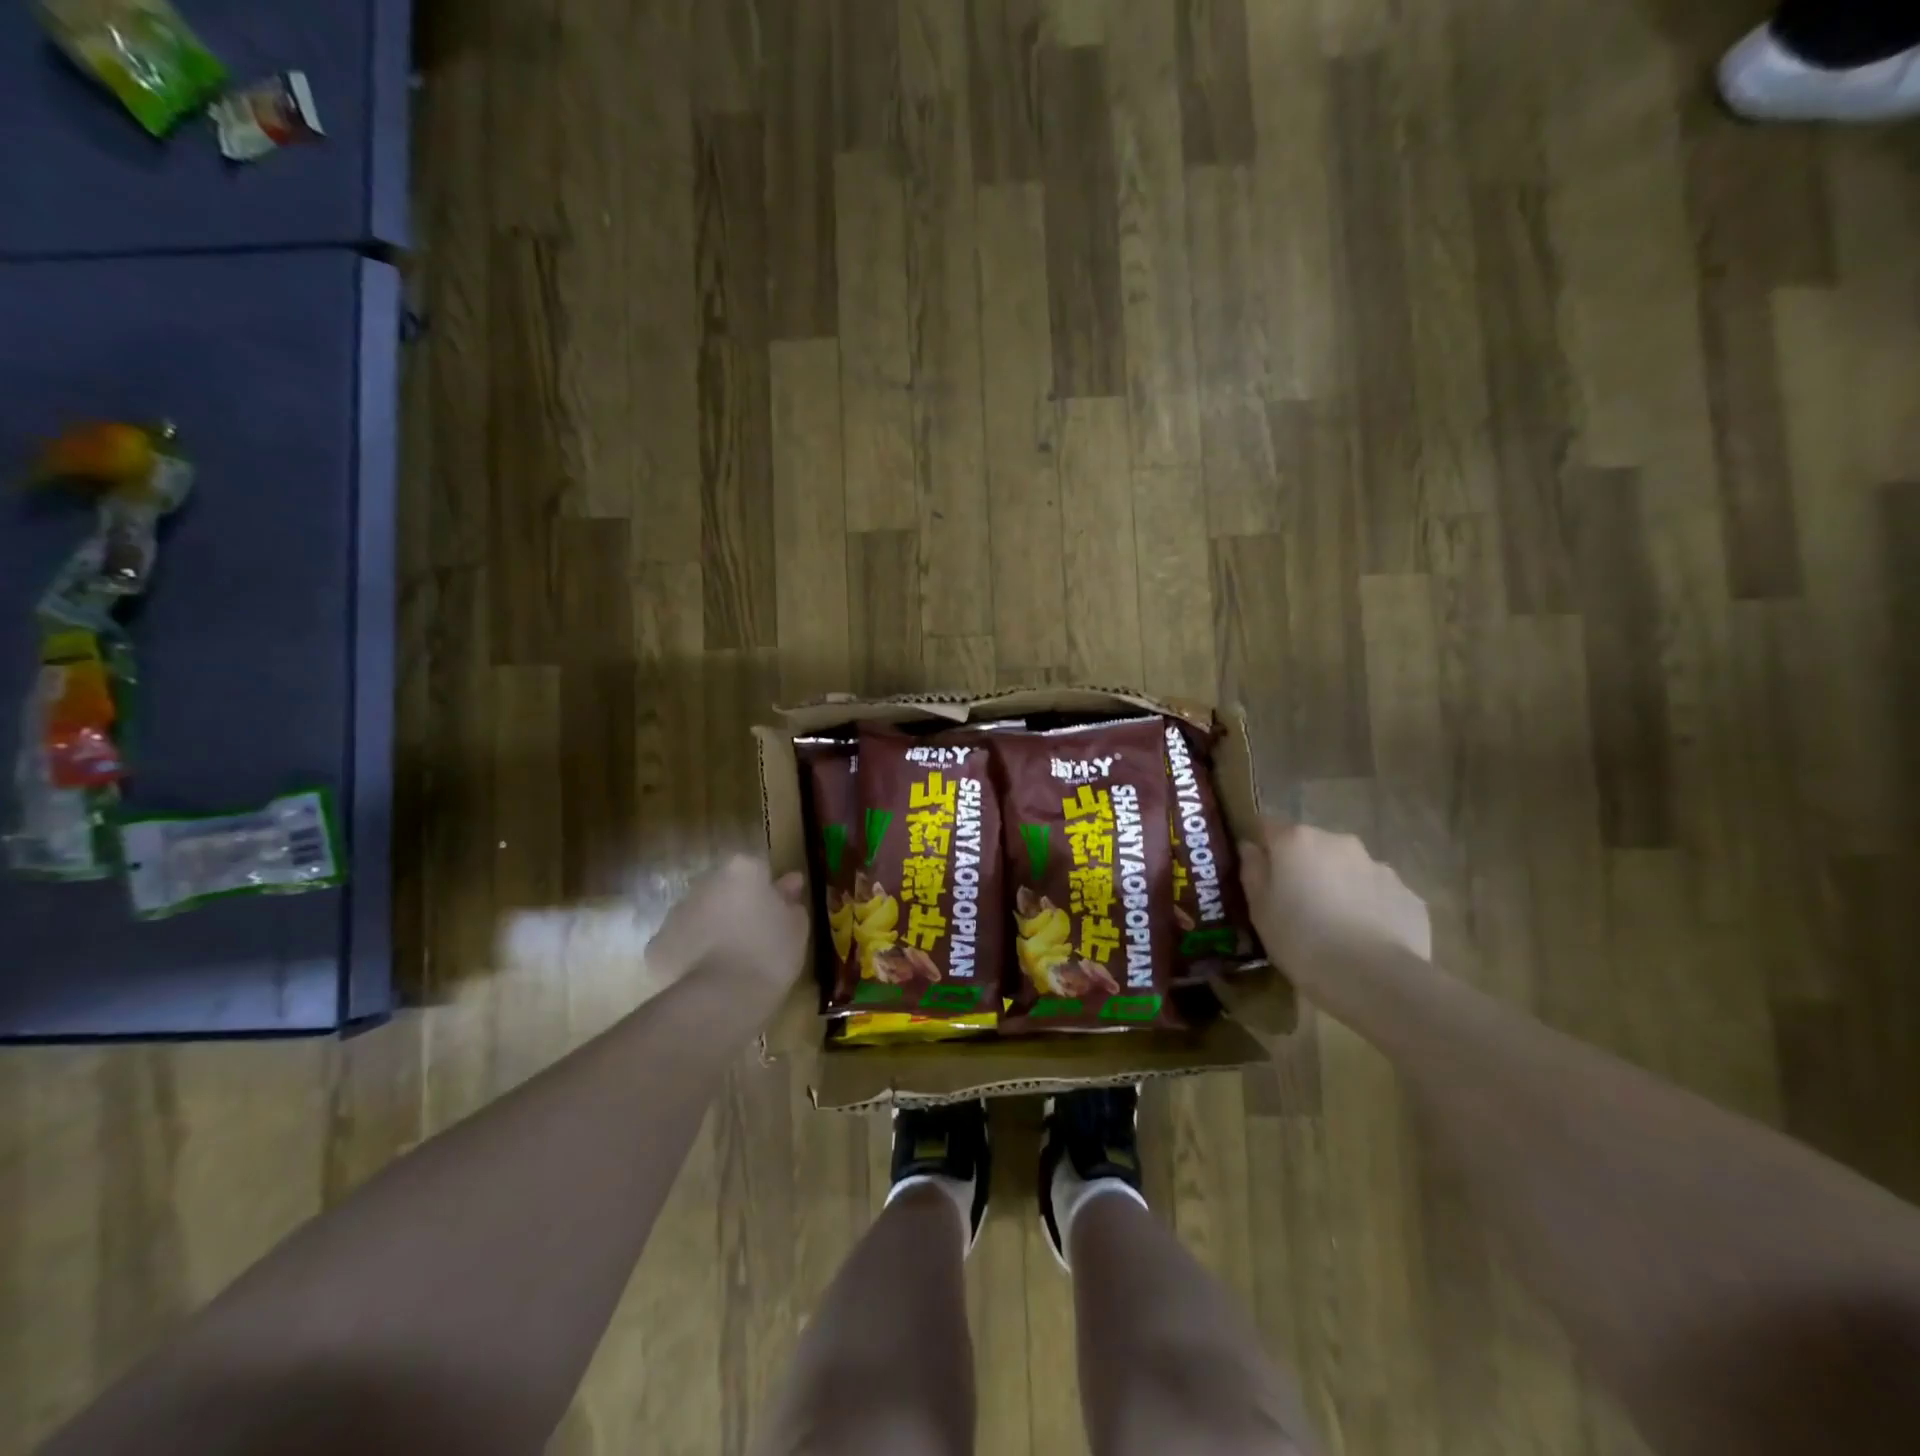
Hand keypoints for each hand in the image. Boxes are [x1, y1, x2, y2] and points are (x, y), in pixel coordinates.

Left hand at [645, 855, 809, 1001]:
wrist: (722, 998)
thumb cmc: (769, 954)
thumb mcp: (796, 928)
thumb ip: (791, 901)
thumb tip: (789, 884)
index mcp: (742, 870)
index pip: (757, 869)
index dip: (768, 891)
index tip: (777, 914)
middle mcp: (705, 882)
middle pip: (724, 888)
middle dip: (736, 906)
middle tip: (755, 938)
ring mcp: (676, 912)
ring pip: (700, 914)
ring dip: (713, 928)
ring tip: (731, 962)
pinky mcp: (657, 944)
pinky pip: (680, 943)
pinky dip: (691, 954)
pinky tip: (708, 976)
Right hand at [1238, 818, 1431, 972]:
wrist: (1375, 979)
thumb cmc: (1301, 940)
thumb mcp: (1259, 910)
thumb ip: (1253, 871)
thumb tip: (1251, 848)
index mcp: (1297, 841)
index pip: (1268, 827)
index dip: (1263, 848)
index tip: (1261, 875)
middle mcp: (1339, 842)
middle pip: (1312, 846)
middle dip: (1305, 867)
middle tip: (1298, 905)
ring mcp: (1379, 867)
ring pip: (1348, 869)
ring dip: (1339, 886)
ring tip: (1336, 927)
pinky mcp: (1408, 895)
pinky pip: (1379, 895)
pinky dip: (1370, 908)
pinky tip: (1365, 940)